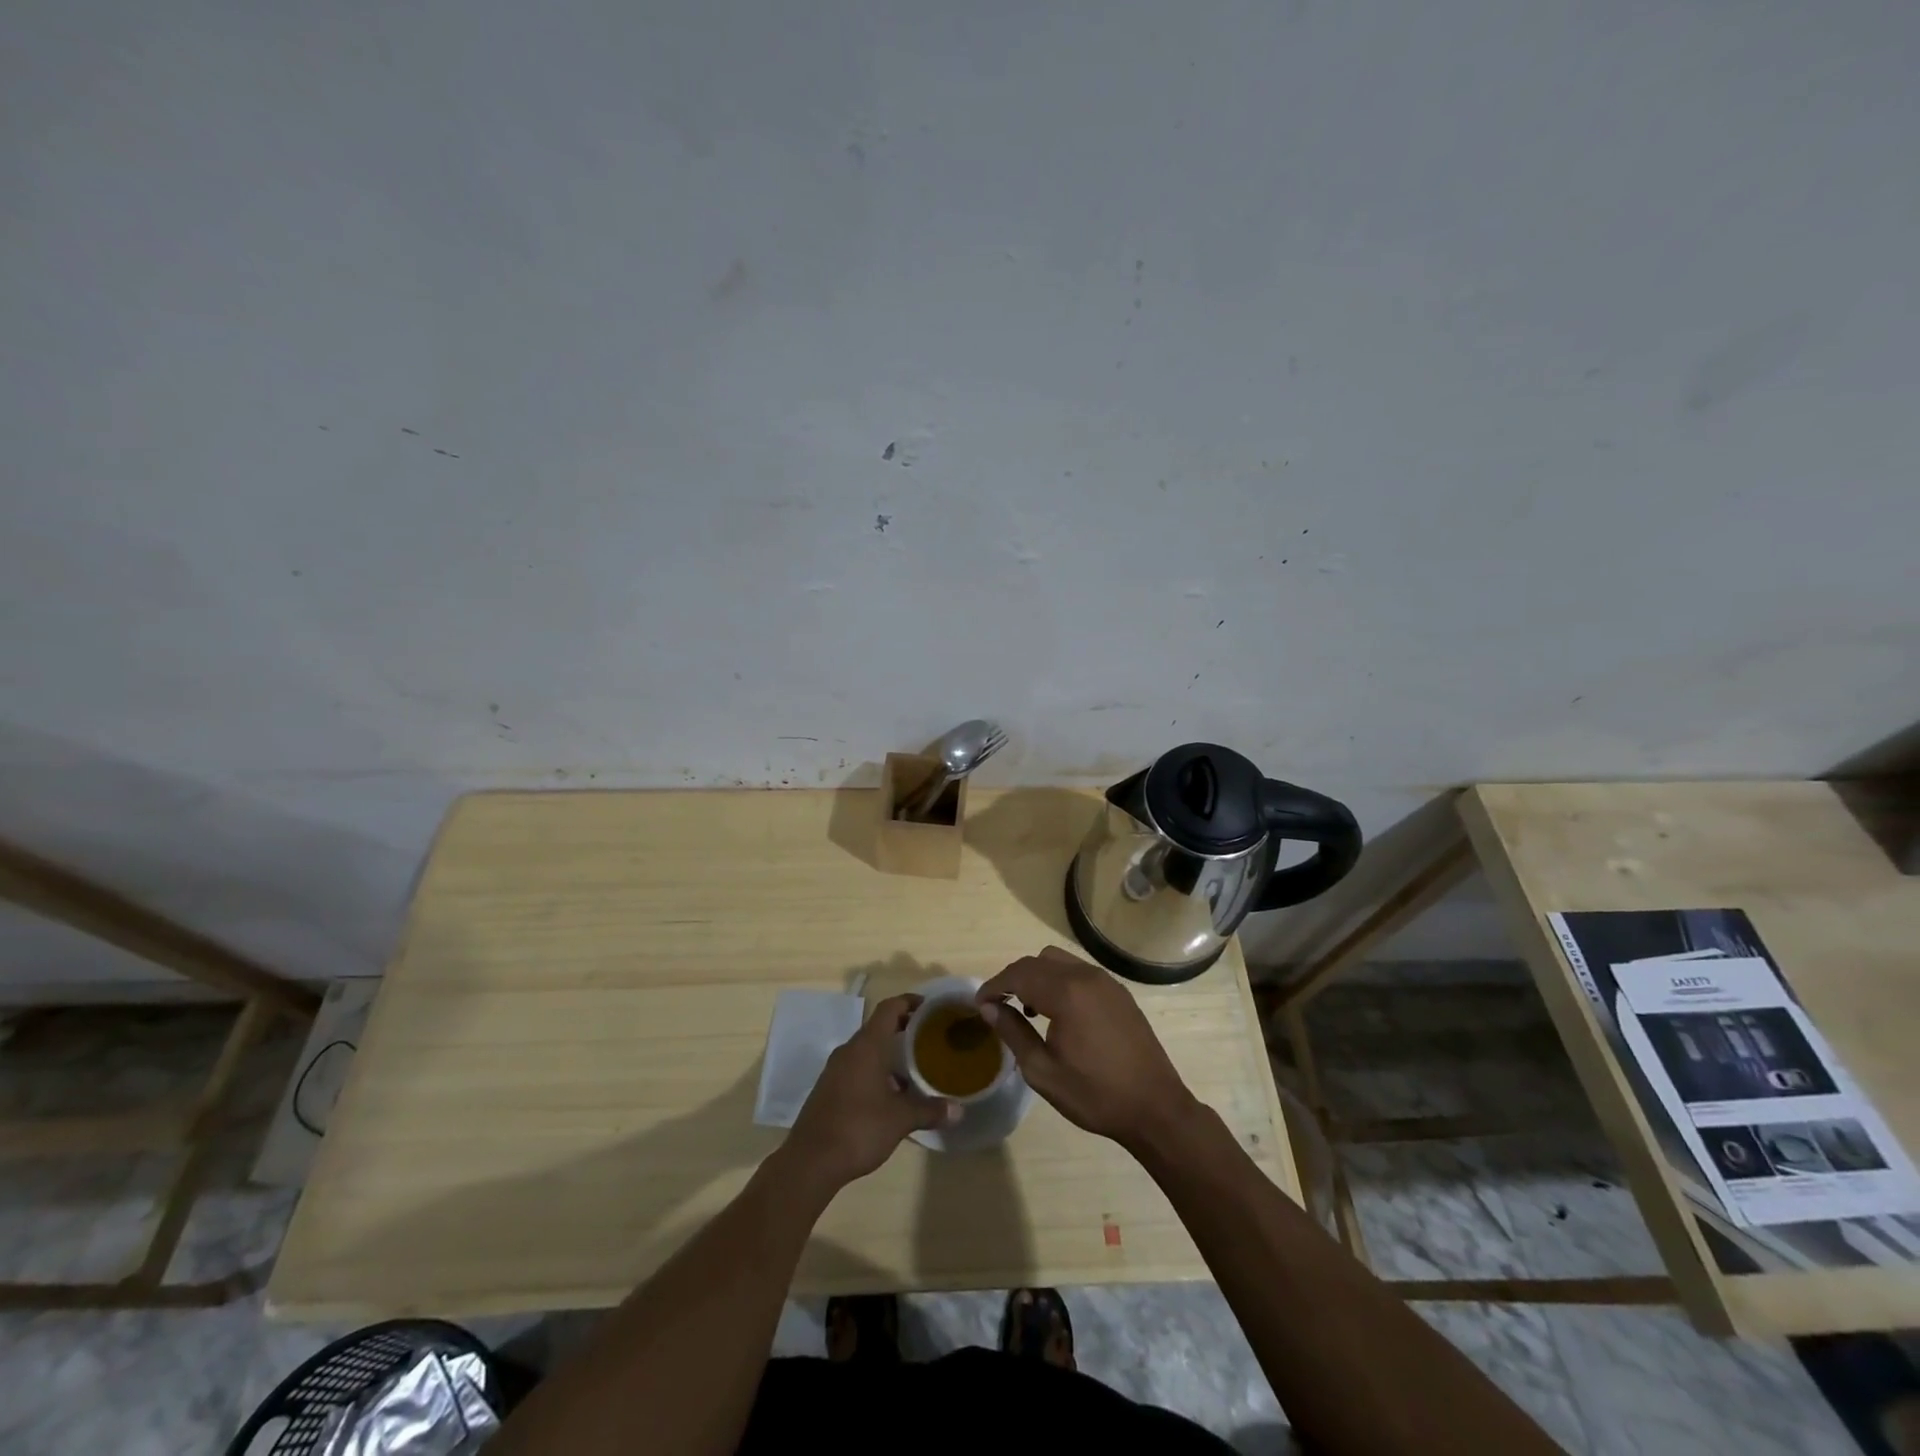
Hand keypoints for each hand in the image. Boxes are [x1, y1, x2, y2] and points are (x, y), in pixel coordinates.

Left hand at [782, 994, 957, 1191]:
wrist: (810, 1162)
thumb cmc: (858, 1128)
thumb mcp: (900, 1119)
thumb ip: (930, 1110)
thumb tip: (959, 1110)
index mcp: (867, 1046)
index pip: (889, 1008)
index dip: (909, 1002)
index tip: (930, 1008)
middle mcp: (849, 1051)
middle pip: (878, 1027)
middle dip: (904, 1029)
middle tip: (929, 1038)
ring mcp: (835, 1070)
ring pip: (867, 1050)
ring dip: (889, 1054)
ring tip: (915, 1069)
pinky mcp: (828, 1089)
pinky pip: (857, 1068)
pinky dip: (876, 1071)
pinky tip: (891, 1095)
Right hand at [977, 946, 1198, 1152]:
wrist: (1155, 1108)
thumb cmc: (1095, 1095)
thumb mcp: (1043, 1071)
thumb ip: (1013, 1033)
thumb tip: (989, 1008)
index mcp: (1067, 993)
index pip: (1019, 974)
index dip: (994, 985)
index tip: (979, 1003)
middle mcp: (1086, 976)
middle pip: (1038, 961)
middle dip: (1014, 978)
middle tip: (999, 1006)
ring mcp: (1106, 981)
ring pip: (1059, 961)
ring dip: (1038, 977)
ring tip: (1030, 1010)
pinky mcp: (1118, 991)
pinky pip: (1079, 972)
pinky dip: (1060, 981)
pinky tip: (1059, 1013)